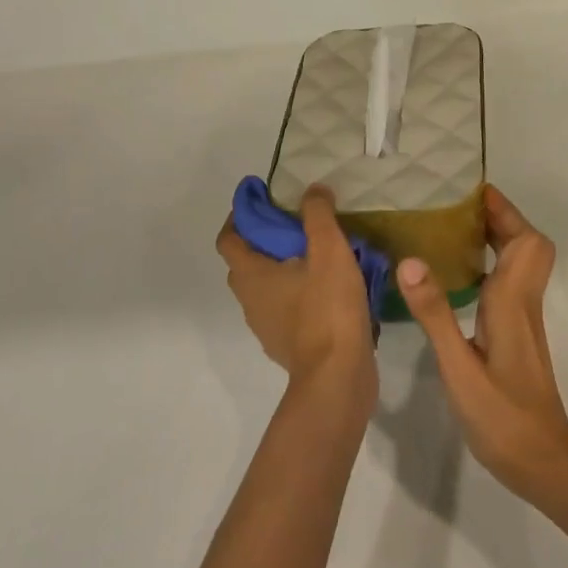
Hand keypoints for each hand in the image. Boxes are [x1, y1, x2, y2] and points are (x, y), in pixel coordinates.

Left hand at [217, 185, 375, 413]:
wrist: (338, 377)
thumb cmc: (327, 309)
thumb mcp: (329, 251)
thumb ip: (318, 215)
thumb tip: (312, 190)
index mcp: (251, 276)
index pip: (228, 238)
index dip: (240, 215)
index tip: (262, 198)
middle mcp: (250, 301)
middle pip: (246, 262)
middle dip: (264, 239)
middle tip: (295, 222)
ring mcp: (267, 327)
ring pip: (267, 287)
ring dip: (283, 267)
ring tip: (317, 253)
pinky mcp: (288, 345)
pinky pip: (286, 308)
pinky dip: (298, 293)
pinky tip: (328, 288)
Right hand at [396, 186, 567, 499]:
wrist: (542, 463)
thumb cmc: (502, 417)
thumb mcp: (459, 367)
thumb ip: (435, 313)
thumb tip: (410, 260)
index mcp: (512, 301)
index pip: (525, 241)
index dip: (506, 212)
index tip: (473, 191)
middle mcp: (523, 302)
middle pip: (527, 245)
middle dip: (500, 218)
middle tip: (458, 207)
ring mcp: (523, 319)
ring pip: (521, 263)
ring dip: (498, 239)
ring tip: (454, 229)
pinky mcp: (517, 335)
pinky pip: (510, 282)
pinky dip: (492, 264)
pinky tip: (460, 276)